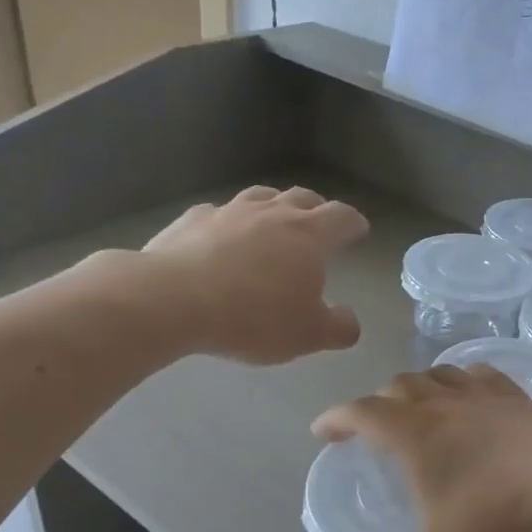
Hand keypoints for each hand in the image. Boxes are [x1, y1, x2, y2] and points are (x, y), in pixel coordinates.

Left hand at [131, 185, 368, 364]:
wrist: (173, 300)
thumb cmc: (253, 317)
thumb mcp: (307, 335)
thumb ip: (338, 328)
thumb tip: (350, 322)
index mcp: (309, 235)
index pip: (341, 217)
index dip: (353, 223)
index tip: (358, 230)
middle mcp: (272, 213)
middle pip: (303, 198)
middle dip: (316, 208)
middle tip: (319, 222)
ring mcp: (229, 212)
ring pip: (260, 197)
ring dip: (273, 206)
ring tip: (273, 221)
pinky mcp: (192, 220)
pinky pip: (218, 213)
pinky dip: (229, 222)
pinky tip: (221, 237)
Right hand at [313, 366, 531, 531]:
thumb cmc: (500, 513)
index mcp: (415, 434)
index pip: (362, 412)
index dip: (337, 419)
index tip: (322, 431)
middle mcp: (446, 404)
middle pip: (400, 386)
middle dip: (378, 402)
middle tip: (373, 426)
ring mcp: (486, 397)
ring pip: (441, 374)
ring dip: (421, 385)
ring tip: (419, 405)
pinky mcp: (521, 400)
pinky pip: (484, 377)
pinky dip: (467, 380)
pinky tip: (474, 394)